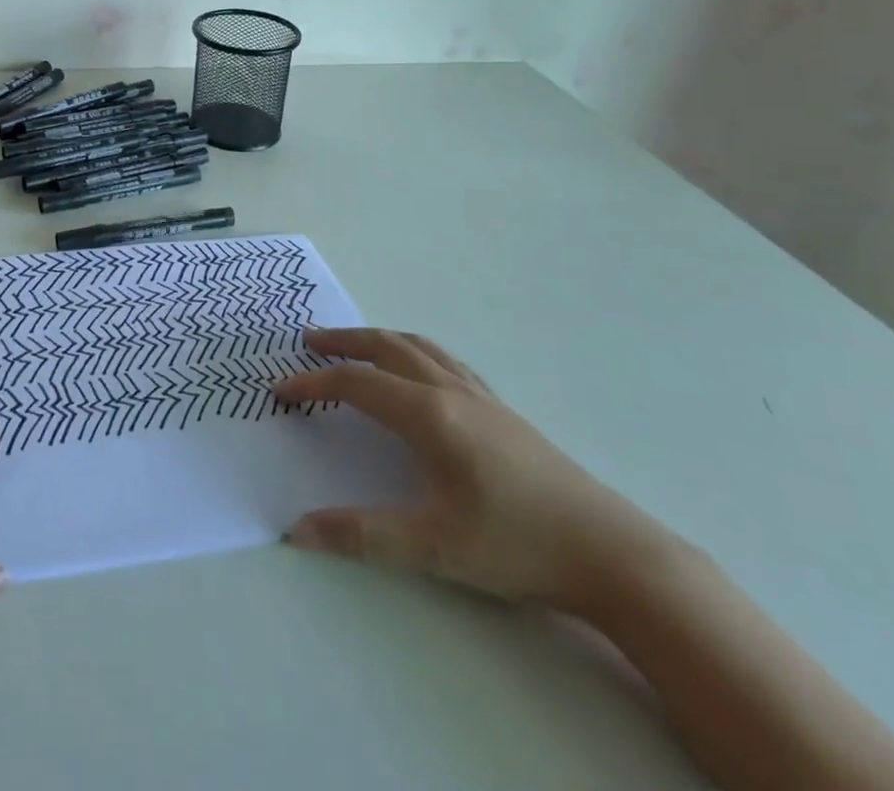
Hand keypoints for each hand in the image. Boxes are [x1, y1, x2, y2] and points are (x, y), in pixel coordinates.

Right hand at [276, 328, 671, 609]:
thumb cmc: (516, 545)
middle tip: (309, 342)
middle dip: (343, 342)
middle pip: (386, 348)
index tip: (281, 390)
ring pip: (419, 348)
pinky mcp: (503, 411)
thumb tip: (297, 530)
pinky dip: (415, 352)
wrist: (612, 553)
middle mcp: (451, 392)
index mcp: (429, 415)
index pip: (356, 384)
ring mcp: (482, 397)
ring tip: (355, 346)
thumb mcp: (432, 547)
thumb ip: (361, 534)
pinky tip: (419, 373)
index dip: (313, 382)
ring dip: (379, 340)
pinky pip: (446, 362)